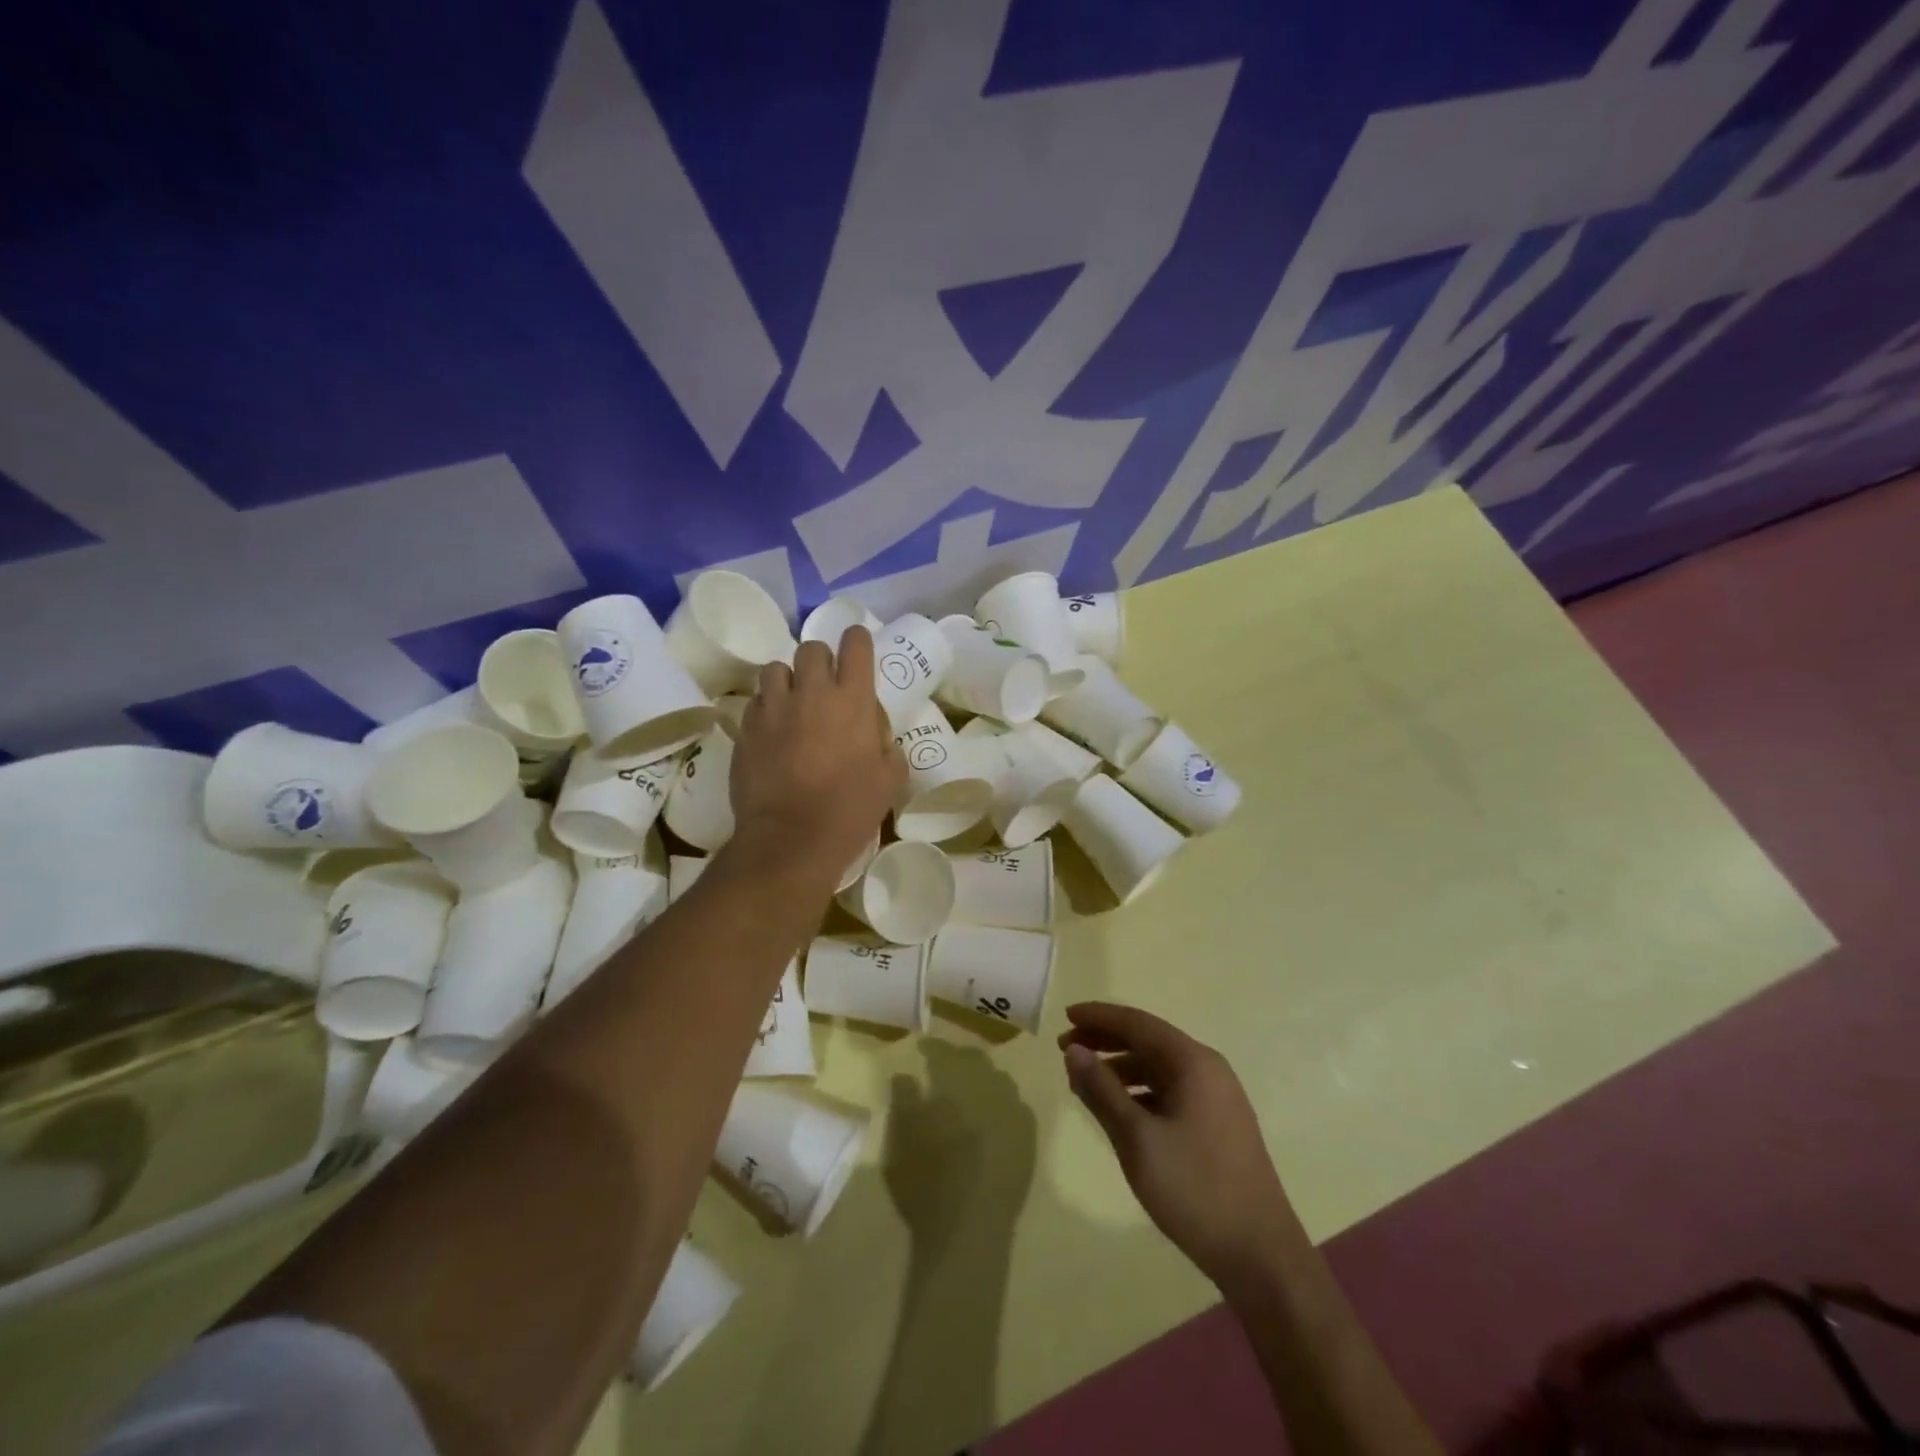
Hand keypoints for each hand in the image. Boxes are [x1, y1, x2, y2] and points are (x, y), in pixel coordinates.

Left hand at [727, 627, 904, 882]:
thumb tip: (873, 727)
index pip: (855, 644)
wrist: (790, 839)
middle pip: (812, 648)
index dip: (857, 641)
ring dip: (789, 680)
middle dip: (821, 660)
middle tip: (825, 686)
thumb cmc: (849, 810)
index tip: (858, 650)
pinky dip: (767, 708)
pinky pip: (756, 701)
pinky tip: (773, 731)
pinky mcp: (746, 728)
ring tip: (793, 704)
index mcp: (853, 699)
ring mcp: (773, 708)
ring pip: (777, 669)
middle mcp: (811, 692)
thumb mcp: (890, 778)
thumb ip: (886, 742)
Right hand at [1060, 1001, 1298, 1288]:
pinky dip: (1139, 1091)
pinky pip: (1170, 1091)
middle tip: (1065, 1047)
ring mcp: (1217, 1098)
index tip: (1065, 1016)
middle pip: (1149, 1041)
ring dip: (1120, 1067)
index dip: (1099, 1017)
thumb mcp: (1137, 1139)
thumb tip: (1073, 1051)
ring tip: (1084, 1082)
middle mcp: (1209, 1070)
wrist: (1261, 1257)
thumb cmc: (1195, 1190)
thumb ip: (1101, 1090)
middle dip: (1106, 1040)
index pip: (1138, 1023)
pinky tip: (1119, 1110)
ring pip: (1159, 1068)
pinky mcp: (1217, 1125)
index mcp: (1194, 1063)